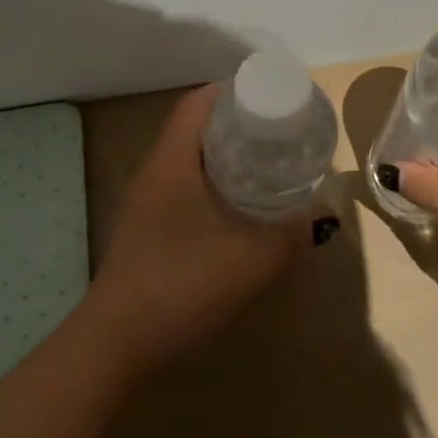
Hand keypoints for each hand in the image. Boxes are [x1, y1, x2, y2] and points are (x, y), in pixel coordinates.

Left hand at [89, 85, 315, 373]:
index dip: (234, 92)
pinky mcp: (146, 229)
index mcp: (172, 160)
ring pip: (189, 159)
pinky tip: (238, 209)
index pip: (198, 102)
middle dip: (236, 124)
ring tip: (266, 165)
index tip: (272, 99)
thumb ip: (291, 235)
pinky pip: (183, 187)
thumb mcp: (250, 260)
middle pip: (195, 127)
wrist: (115, 345)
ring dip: (224, 156)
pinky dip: (212, 185)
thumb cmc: (180, 285)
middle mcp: (154, 171)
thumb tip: (322, 217)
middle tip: (279, 133)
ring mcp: (146, 202)